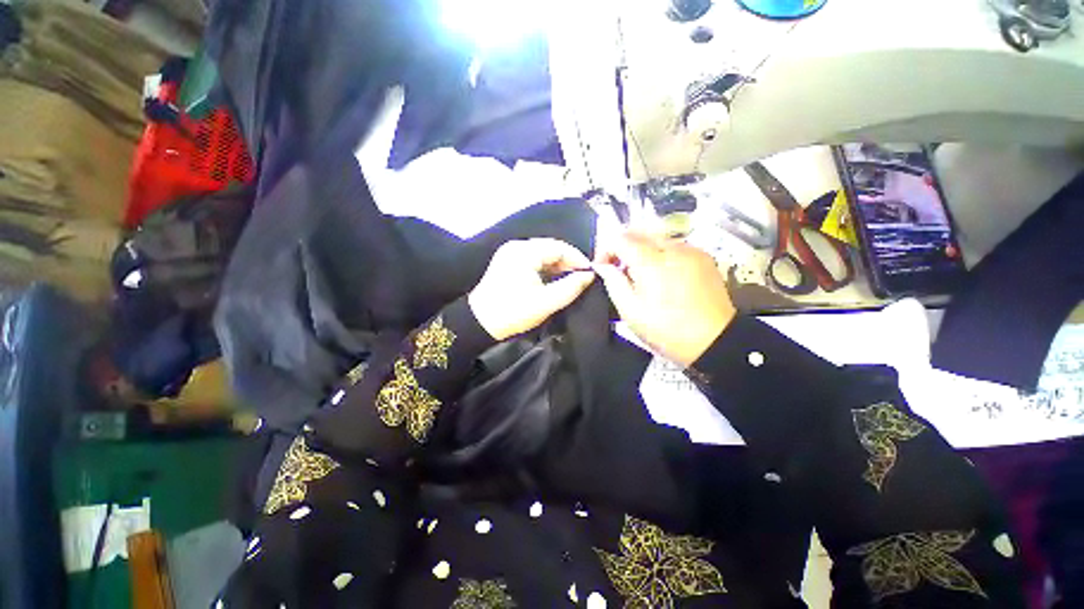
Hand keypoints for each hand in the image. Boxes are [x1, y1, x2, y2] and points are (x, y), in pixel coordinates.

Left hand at [468, 239, 595, 340]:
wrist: (479, 323)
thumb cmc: (513, 312)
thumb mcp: (545, 302)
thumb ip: (570, 287)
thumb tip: (589, 276)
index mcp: (524, 252)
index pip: (559, 247)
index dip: (577, 259)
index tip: (590, 273)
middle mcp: (516, 247)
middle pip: (550, 248)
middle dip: (568, 262)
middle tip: (582, 277)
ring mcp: (510, 253)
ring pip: (542, 253)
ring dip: (557, 265)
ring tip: (571, 279)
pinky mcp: (507, 262)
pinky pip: (533, 259)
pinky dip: (545, 268)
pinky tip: (554, 279)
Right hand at [594, 232, 735, 366]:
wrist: (715, 341)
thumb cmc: (667, 330)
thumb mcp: (631, 311)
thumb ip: (613, 282)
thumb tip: (602, 266)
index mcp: (651, 262)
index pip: (620, 238)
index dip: (606, 249)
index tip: (602, 266)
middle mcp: (672, 248)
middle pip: (639, 232)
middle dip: (623, 246)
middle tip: (618, 268)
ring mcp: (691, 250)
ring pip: (657, 237)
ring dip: (641, 249)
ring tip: (639, 273)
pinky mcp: (704, 257)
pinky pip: (674, 245)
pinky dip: (661, 253)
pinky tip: (661, 273)